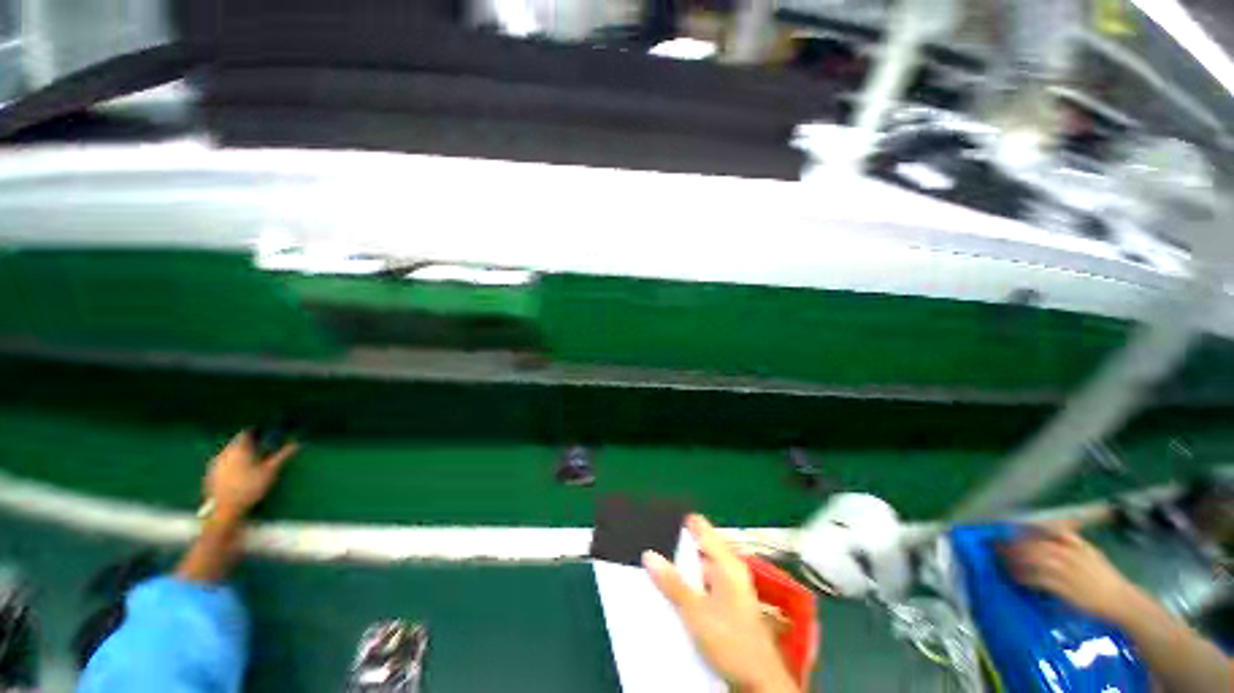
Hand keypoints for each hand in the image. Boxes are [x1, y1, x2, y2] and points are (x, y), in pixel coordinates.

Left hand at [203, 431, 297, 521]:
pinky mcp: (209, 477)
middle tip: (260, 451)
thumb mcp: (271, 471)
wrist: (225, 510)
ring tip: (249, 465)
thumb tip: (298, 443)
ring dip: (238, 456)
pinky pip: (221, 466)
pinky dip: (229, 467)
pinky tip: (237, 476)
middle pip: (235, 444)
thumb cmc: (250, 487)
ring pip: (227, 455)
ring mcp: (214, 465)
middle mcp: (223, 453)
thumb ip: (283, 456)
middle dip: (247, 446)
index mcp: (238, 449)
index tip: (264, 436)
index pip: (245, 433)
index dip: (255, 433)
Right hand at [643, 515, 799, 692]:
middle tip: (648, 547)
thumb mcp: (696, 612)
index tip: (656, 521)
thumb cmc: (731, 641)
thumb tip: (649, 554)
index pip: (701, 528)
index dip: (680, 523)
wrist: (758, 682)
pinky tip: (669, 592)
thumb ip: (673, 583)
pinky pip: (702, 586)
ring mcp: (729, 587)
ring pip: (698, 569)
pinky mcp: (726, 604)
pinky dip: (687, 586)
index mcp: (726, 562)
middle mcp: (729, 569)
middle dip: (674, 549)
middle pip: (698, 548)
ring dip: (679, 570)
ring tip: (651, 567)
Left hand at [1002, 525, 1144, 624]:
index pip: (1044, 529)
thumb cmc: (1104, 578)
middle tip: (996, 548)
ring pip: (1033, 560)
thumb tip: (1047, 531)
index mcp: (1076, 544)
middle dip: (1012, 546)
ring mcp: (1067, 570)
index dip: (1022, 530)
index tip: (1005, 530)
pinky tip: (1015, 578)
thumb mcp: (1089, 552)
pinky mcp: (1065, 587)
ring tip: (1002, 563)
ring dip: (1015, 561)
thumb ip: (1070, 540)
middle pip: (1033, 544)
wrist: (1123, 601)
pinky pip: (1038, 579)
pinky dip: (1024, 577)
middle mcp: (1069, 553)